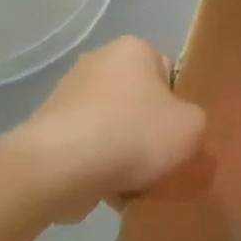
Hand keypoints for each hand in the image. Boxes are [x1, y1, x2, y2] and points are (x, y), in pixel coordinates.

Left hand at [6, 36, 205, 221]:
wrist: (57, 171)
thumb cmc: (134, 135)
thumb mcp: (193, 128)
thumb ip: (196, 123)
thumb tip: (179, 132)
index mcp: (133, 49)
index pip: (170, 73)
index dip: (180, 106)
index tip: (179, 132)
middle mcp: (96, 63)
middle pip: (139, 102)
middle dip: (149, 131)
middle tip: (162, 160)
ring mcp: (65, 97)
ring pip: (112, 128)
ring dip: (123, 154)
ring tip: (134, 183)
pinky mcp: (43, 132)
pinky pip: (85, 149)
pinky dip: (96, 168)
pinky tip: (107, 191)